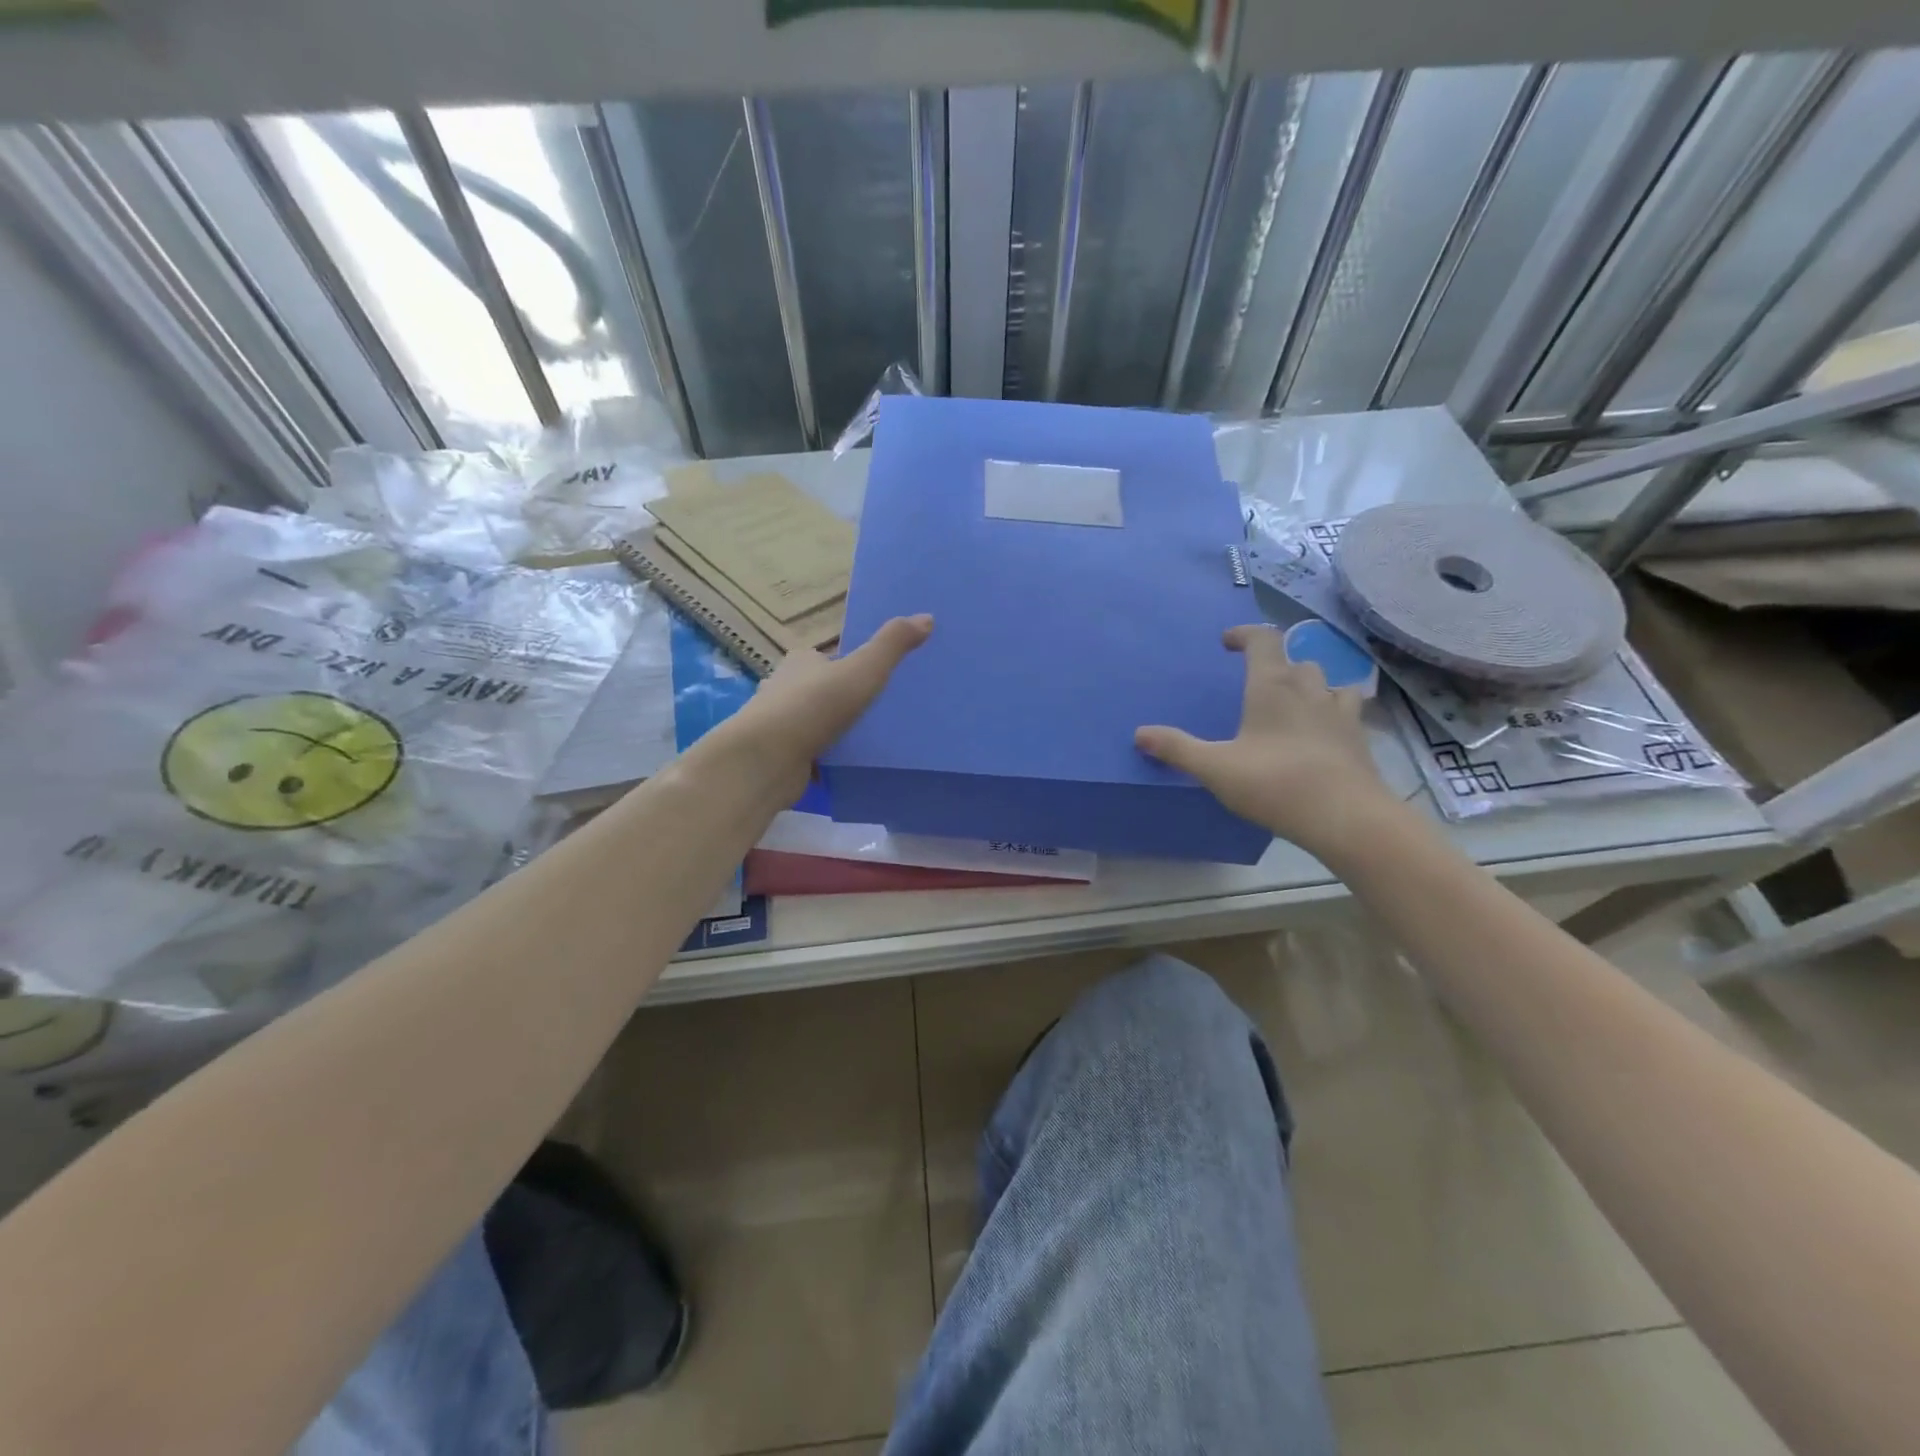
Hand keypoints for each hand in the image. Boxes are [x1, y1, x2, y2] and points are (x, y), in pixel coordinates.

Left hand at [727, 615, 933, 782]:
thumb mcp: (863, 670)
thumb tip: (926, 616)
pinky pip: (812, 754)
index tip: (876, 679)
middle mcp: (785, 688)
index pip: (828, 658)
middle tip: (880, 712)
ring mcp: (780, 725)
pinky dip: (827, 758)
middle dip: (844, 700)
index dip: (850, 666)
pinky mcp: (781, 756)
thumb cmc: (813, 706)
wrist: (767, 759)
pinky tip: (850, 765)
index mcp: (801, 662)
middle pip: (822, 690)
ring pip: (816, 723)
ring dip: (836, 731)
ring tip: (872, 740)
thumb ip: (892, 645)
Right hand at [1135, 623, 1398, 863]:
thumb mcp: (1216, 768)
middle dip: (1275, 664)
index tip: (1227, 643)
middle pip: (1294, 660)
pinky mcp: (1358, 736)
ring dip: (1306, 684)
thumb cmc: (1276, 784)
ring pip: (1325, 680)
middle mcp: (1309, 688)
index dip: (1244, 634)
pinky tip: (1324, 728)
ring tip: (1291, 703)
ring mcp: (1339, 711)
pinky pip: (1347, 707)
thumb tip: (1140, 734)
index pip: (1263, 640)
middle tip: (1255, 684)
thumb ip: (1177, 749)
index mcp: (1272, 686)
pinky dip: (1333, 708)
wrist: (1346, 816)